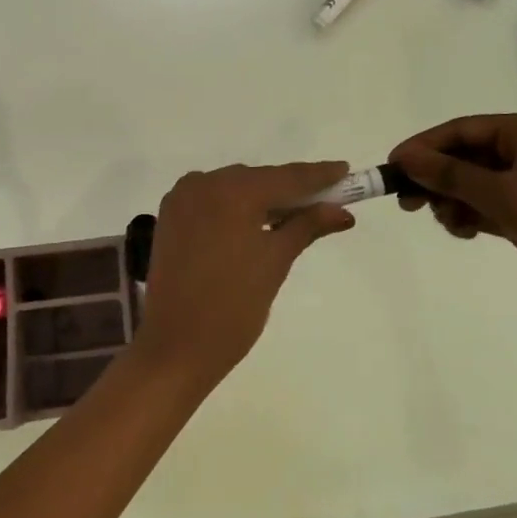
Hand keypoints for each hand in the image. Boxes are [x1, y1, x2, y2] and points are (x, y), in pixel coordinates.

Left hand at [131, 161, 354, 389]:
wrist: (176, 347)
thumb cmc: (234, 308)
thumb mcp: (276, 262)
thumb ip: (307, 226)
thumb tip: (342, 211)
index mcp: (232, 191)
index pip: (286, 177)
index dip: (318, 175)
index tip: (345, 170)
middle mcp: (204, 182)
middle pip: (259, 179)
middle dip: (291, 190)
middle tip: (326, 200)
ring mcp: (182, 197)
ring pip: (235, 188)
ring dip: (263, 198)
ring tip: (295, 214)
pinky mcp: (171, 215)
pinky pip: (213, 199)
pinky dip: (236, 206)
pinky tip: (256, 221)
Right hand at [389, 115, 516, 322]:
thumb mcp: (500, 194)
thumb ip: (449, 174)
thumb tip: (404, 157)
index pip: (462, 129)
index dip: (425, 146)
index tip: (393, 165)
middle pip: (465, 156)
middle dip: (437, 178)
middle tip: (408, 202)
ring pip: (472, 183)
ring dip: (452, 201)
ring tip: (446, 222)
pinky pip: (486, 204)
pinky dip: (470, 215)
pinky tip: (463, 231)